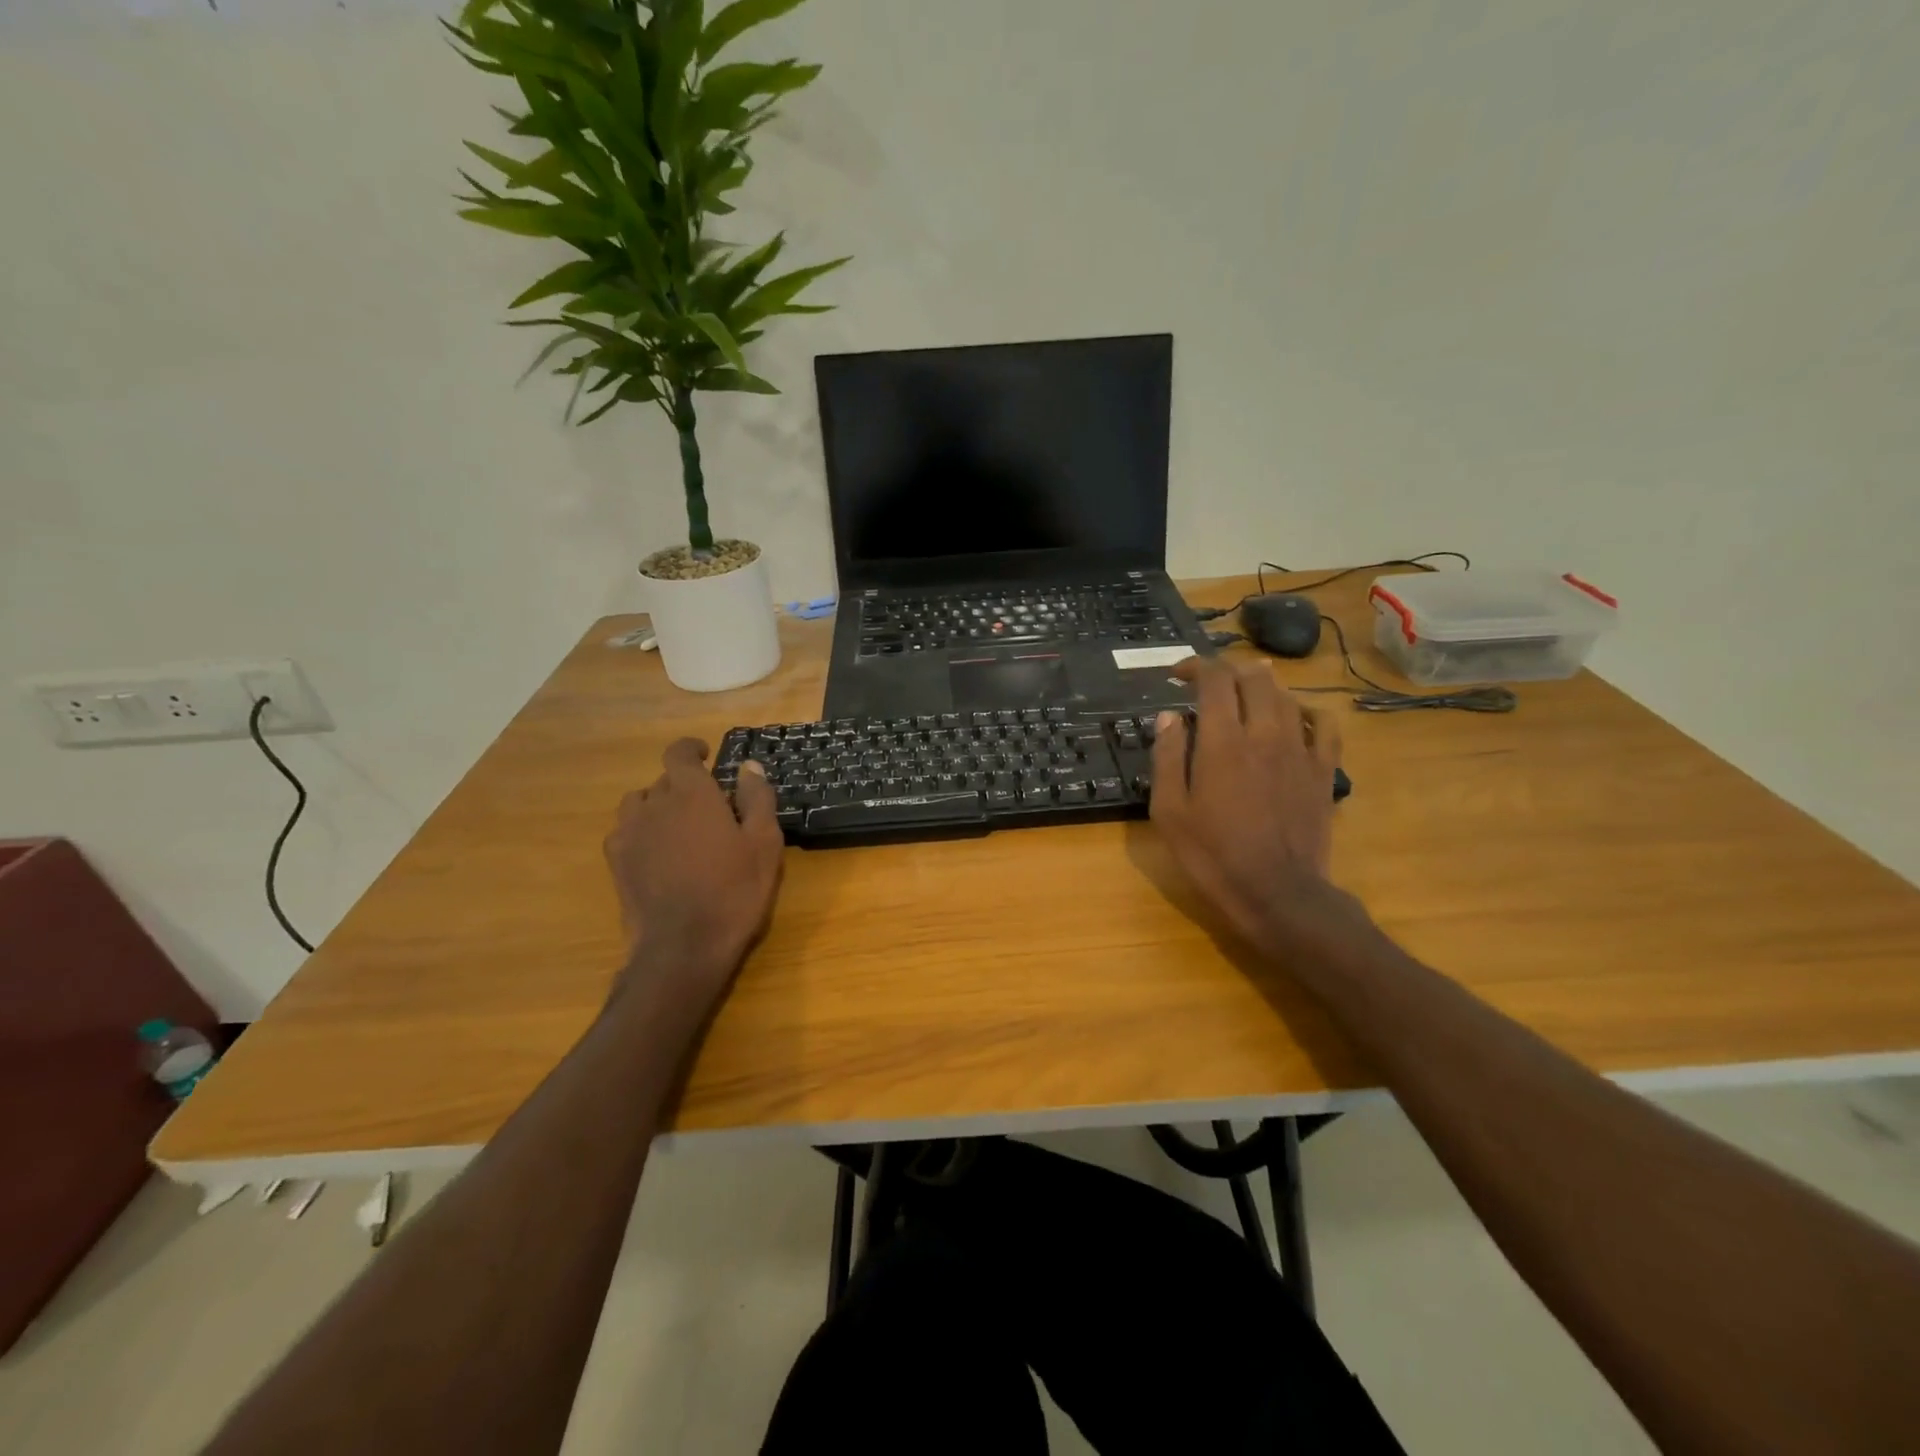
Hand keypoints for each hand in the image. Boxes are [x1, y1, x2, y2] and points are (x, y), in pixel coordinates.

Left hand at [604, 738, 784, 1006]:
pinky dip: (642, 830)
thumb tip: (749, 766)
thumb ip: (757, 798)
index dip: (691, 749)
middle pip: (664, 779)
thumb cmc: (733, 891)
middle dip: (685, 784)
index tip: (706, 756)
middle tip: (710, 807)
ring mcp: (630, 833)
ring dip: (658, 804)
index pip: (679, 753)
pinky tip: (658, 852)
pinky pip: (625, 829)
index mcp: (691, 794)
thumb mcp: (764, 843)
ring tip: (679, 826)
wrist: (683, 946)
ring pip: (640, 802)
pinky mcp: (616, 860)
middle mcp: (654, 804)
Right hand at [1149, 657, 1343, 958]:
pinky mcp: (1322, 770)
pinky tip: (1295, 718)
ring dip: (1263, 686)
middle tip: (1210, 684)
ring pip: (1287, 696)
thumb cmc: (1213, 855)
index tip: (1178, 675)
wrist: (1277, 893)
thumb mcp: (1170, 811)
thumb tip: (1169, 716)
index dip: (1196, 666)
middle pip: (1254, 677)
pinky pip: (1324, 725)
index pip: (1215, 679)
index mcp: (1222, 741)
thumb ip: (1168, 757)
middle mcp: (1264, 733)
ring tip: (1246, 694)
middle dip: (1229, 671)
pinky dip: (1307, 711)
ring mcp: (1299, 750)